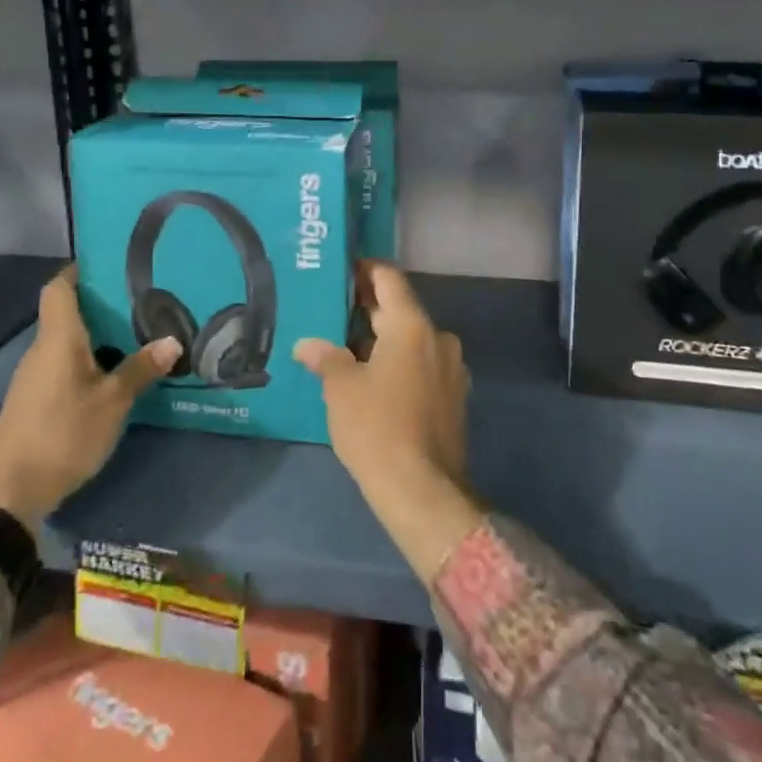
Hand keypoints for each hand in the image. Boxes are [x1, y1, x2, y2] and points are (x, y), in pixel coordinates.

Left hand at [0, 266, 179, 530]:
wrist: (10, 492)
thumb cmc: (63, 434)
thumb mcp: (112, 402)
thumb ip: (141, 369)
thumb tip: (173, 340)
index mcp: (58, 338)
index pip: (59, 287)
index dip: (80, 270)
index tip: (111, 262)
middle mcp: (43, 349)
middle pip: (67, 312)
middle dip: (102, 302)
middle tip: (143, 297)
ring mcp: (36, 375)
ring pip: (68, 340)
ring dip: (98, 333)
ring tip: (138, 330)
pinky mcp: (36, 399)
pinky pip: (65, 363)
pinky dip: (90, 358)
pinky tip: (116, 369)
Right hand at [295, 262, 482, 582]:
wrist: (423, 491)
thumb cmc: (377, 428)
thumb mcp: (341, 388)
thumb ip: (325, 357)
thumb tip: (307, 345)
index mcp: (412, 326)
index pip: (389, 279)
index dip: (364, 270)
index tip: (340, 270)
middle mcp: (438, 338)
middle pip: (400, 308)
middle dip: (367, 308)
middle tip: (332, 309)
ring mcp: (451, 368)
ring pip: (412, 339)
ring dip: (382, 338)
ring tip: (345, 346)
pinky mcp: (454, 396)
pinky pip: (422, 364)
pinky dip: (399, 362)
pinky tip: (372, 378)